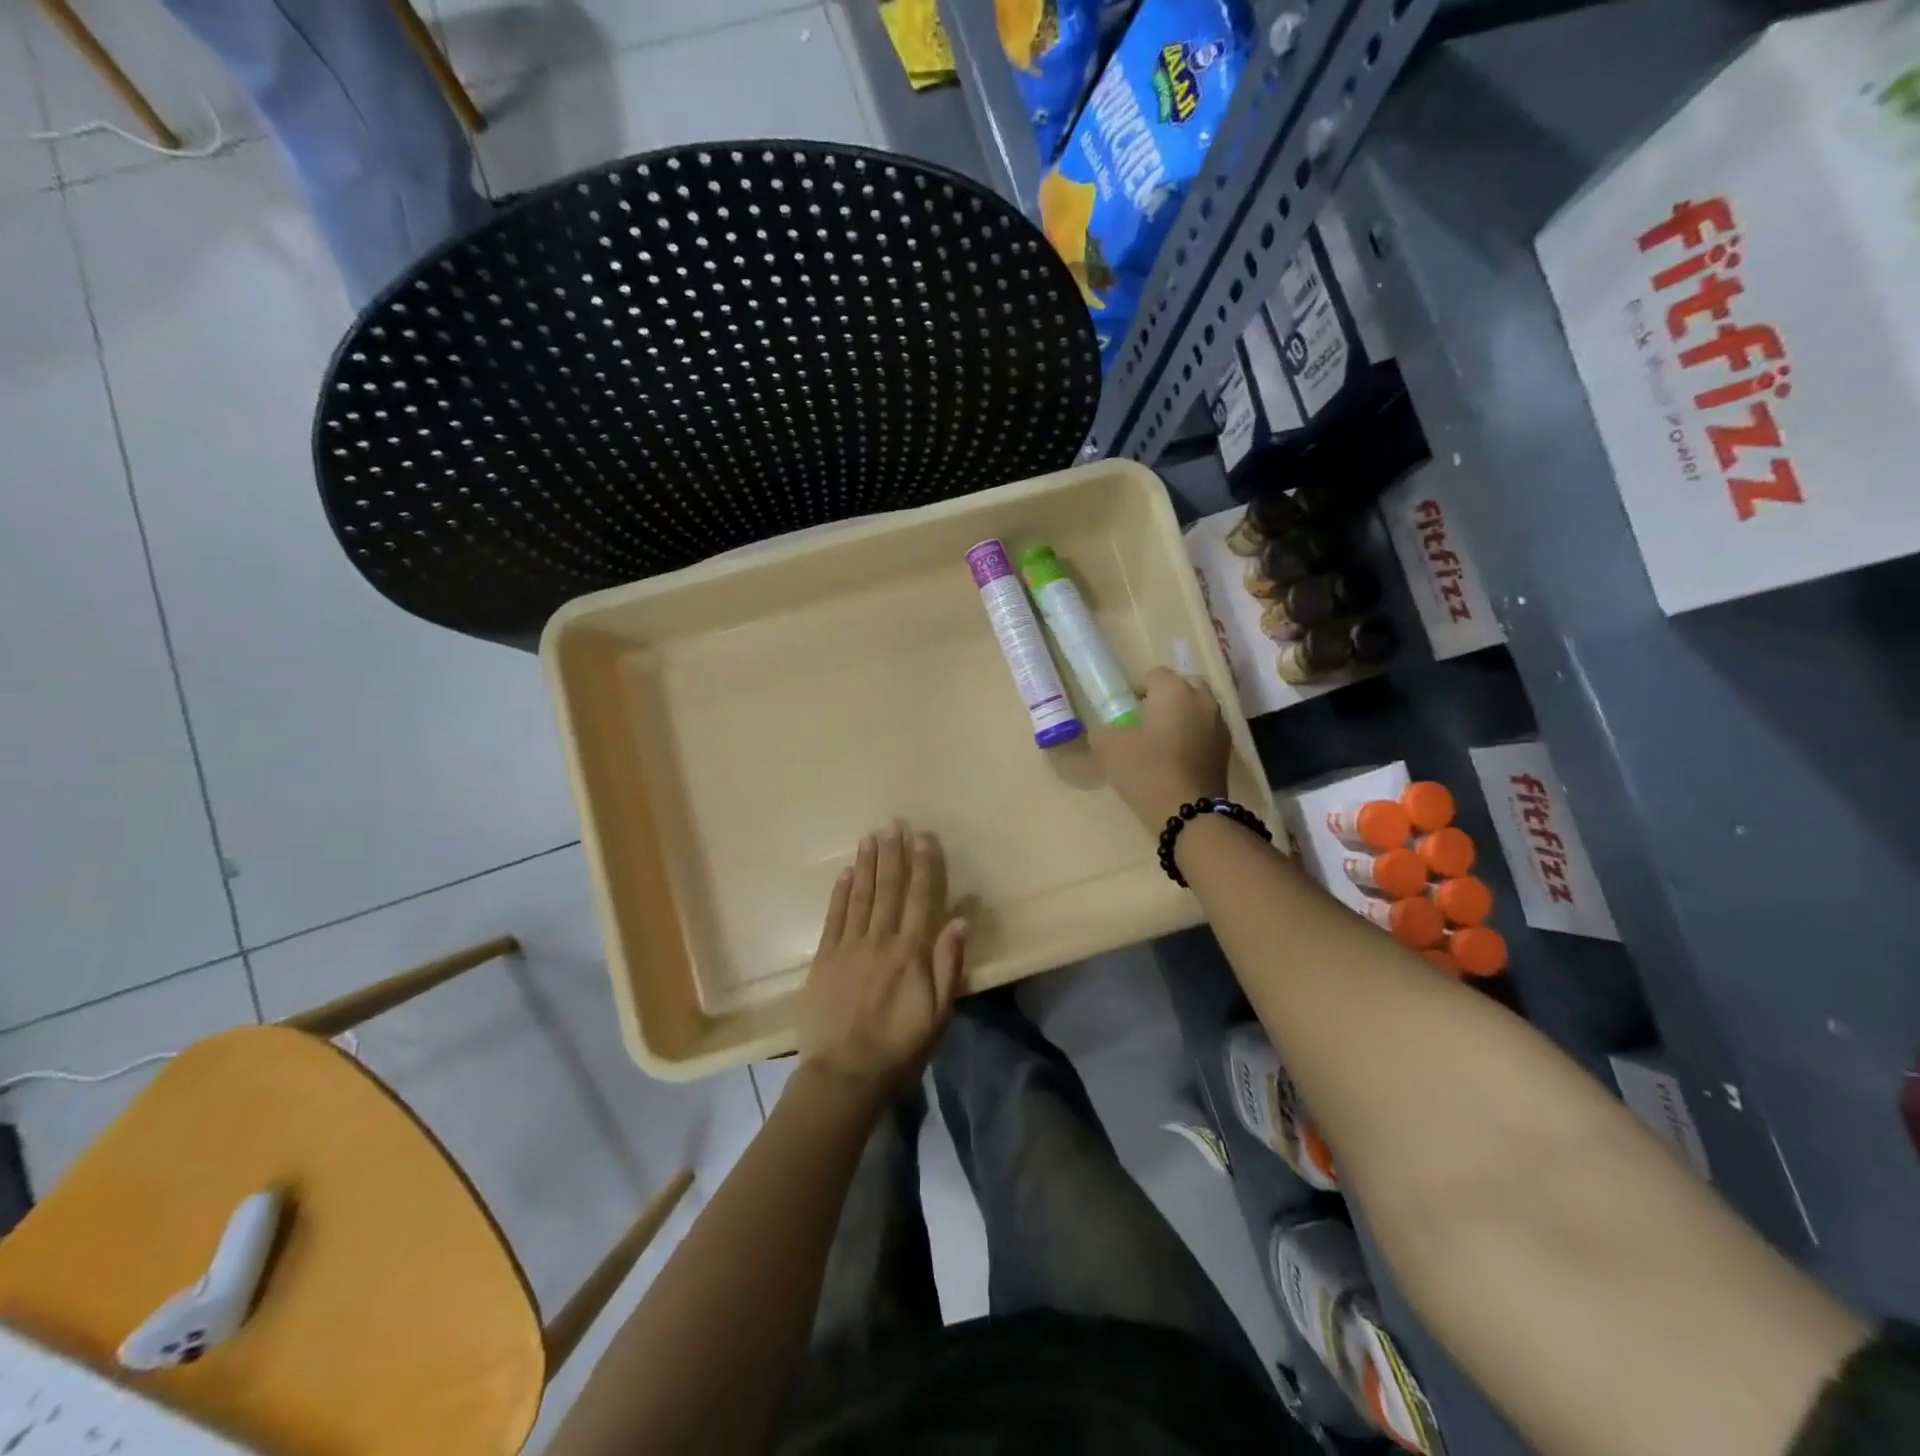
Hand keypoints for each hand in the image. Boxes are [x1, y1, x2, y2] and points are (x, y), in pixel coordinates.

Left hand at [797, 824, 967, 1104]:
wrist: (844, 1075)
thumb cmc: (900, 1047)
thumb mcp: (938, 1013)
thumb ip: (948, 964)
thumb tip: (960, 919)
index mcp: (911, 952)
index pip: (920, 898)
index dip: (923, 865)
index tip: (923, 837)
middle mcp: (880, 940)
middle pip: (888, 889)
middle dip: (892, 854)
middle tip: (893, 824)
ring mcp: (848, 947)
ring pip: (860, 896)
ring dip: (866, 865)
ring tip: (871, 837)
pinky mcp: (824, 958)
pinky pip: (833, 917)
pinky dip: (839, 893)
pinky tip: (844, 873)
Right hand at [1091, 667, 1231, 829]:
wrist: (1189, 813)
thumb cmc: (1146, 771)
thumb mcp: (1110, 750)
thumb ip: (1103, 732)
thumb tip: (1102, 730)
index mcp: (1174, 690)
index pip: (1154, 675)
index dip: (1138, 689)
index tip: (1125, 710)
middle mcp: (1202, 699)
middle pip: (1183, 686)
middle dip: (1166, 698)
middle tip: (1146, 720)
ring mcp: (1219, 724)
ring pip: (1198, 708)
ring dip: (1182, 716)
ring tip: (1162, 741)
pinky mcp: (1227, 749)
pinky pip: (1207, 730)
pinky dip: (1194, 736)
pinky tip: (1178, 758)